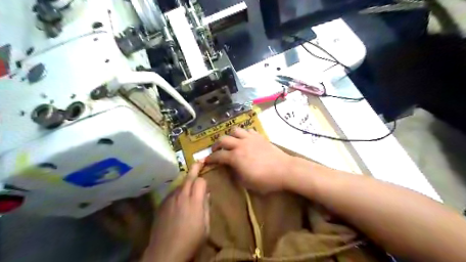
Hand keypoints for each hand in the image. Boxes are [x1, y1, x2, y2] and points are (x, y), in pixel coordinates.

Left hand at [141, 163, 207, 260]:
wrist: (166, 252)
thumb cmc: (191, 241)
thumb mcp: (206, 226)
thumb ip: (206, 207)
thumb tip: (206, 195)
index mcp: (195, 201)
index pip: (200, 181)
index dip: (204, 181)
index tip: (206, 186)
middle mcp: (182, 196)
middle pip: (189, 177)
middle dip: (195, 168)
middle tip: (199, 161)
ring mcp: (170, 199)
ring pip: (180, 184)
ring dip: (186, 183)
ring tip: (189, 187)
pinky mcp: (162, 205)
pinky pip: (172, 193)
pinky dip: (177, 192)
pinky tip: (178, 201)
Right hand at [205, 128, 291, 192]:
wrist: (284, 170)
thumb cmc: (265, 180)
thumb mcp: (246, 182)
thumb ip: (235, 173)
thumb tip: (230, 167)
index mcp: (235, 157)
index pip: (218, 156)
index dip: (210, 159)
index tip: (206, 161)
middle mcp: (240, 144)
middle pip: (223, 139)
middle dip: (216, 145)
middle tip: (217, 151)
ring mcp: (250, 138)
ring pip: (235, 130)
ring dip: (230, 135)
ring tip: (231, 142)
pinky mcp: (259, 136)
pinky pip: (248, 130)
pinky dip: (243, 133)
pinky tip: (245, 139)